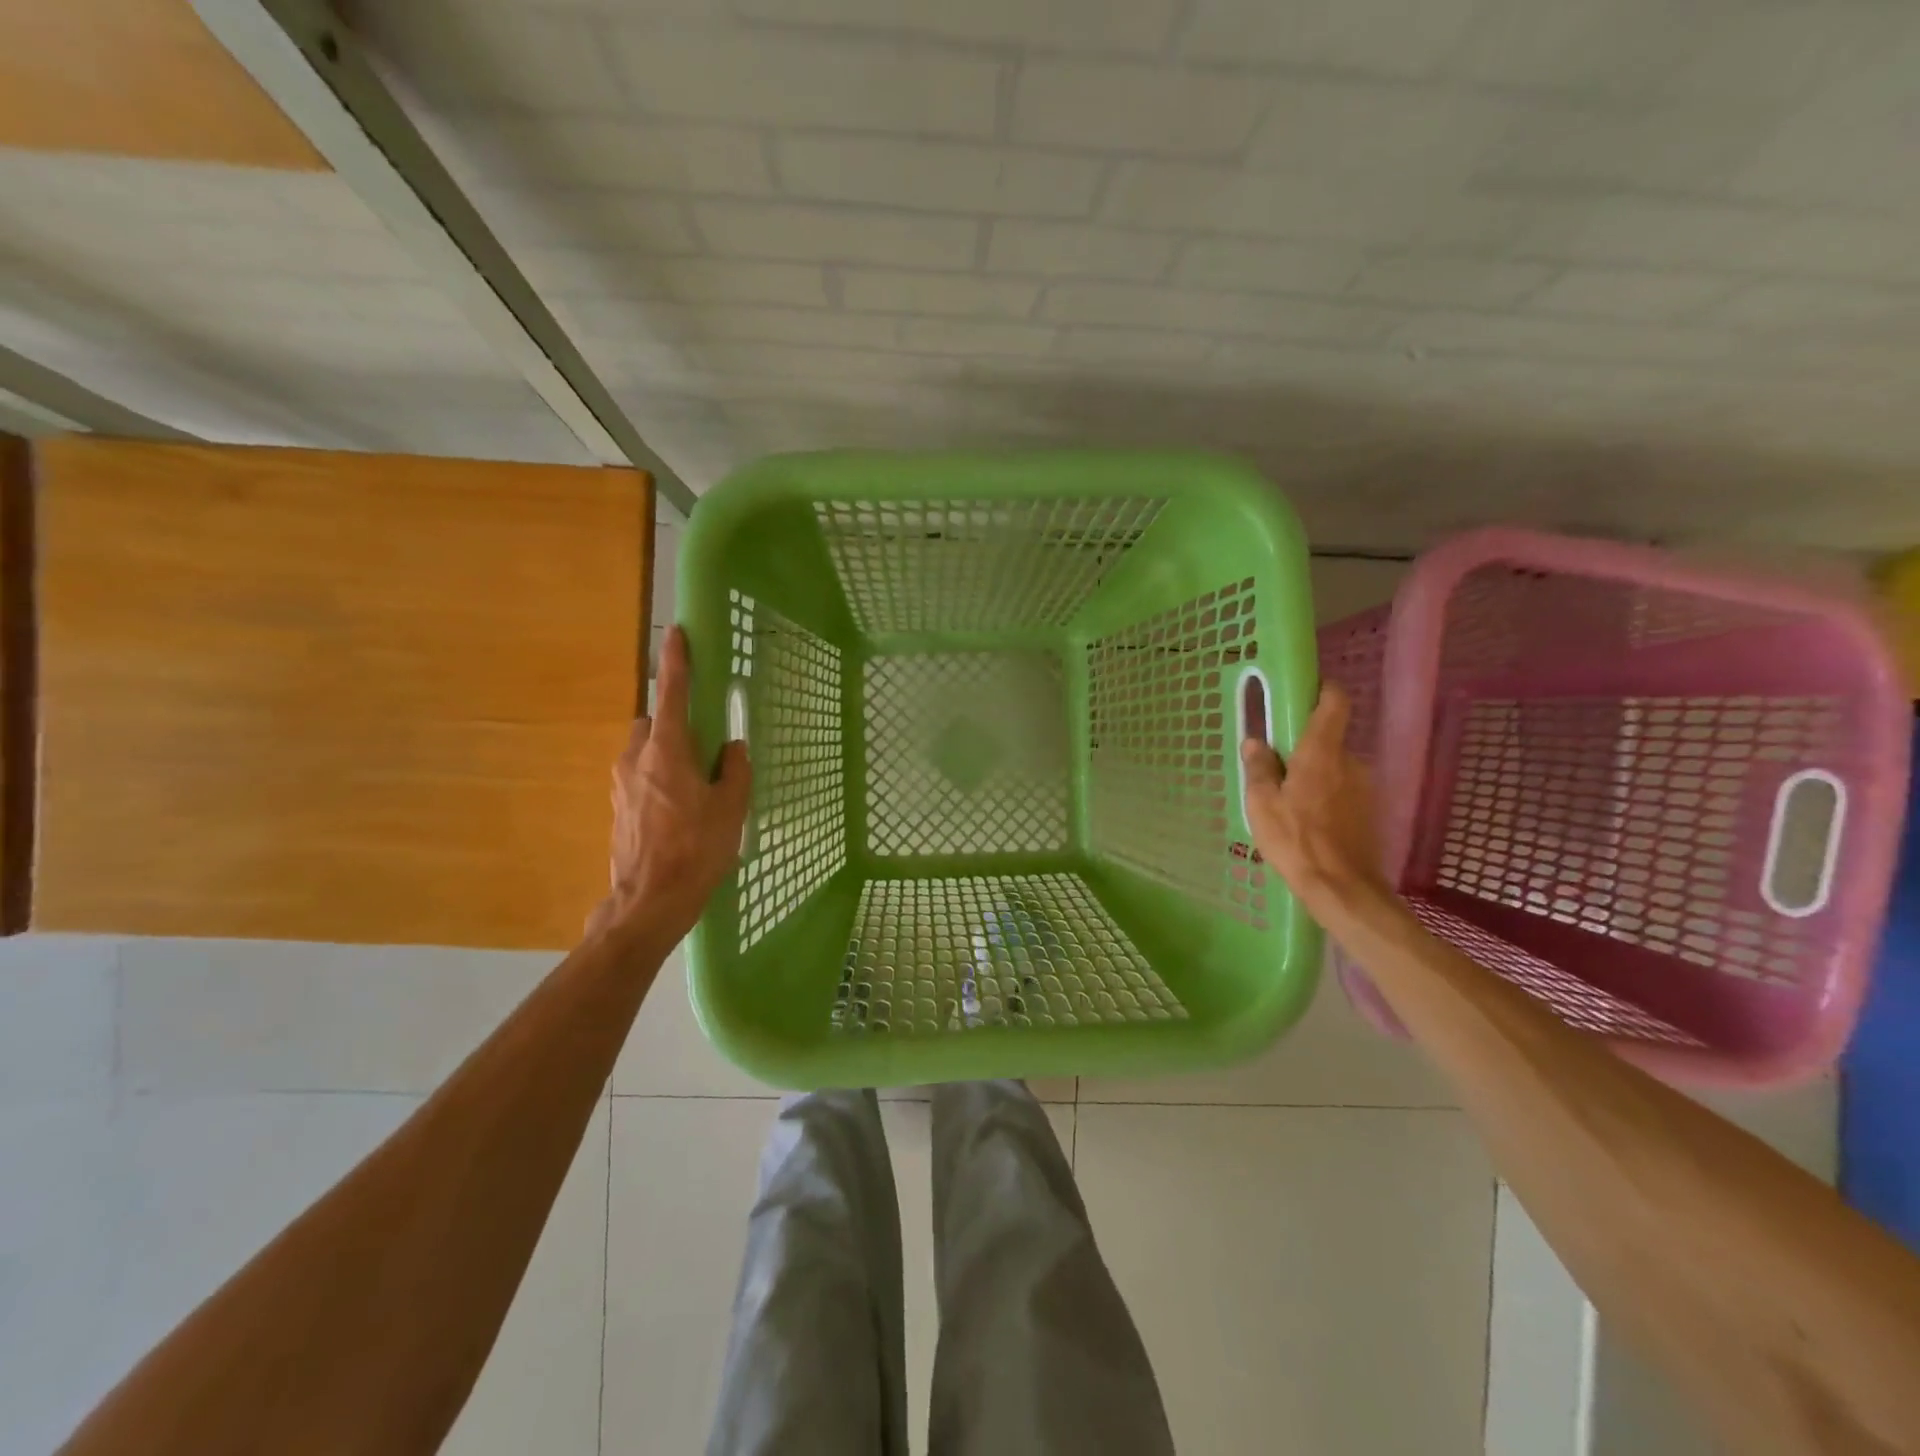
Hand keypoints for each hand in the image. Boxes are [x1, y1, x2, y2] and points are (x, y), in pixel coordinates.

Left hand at [587, 626, 750, 946]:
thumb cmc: (696, 850)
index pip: (672, 693)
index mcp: (667, 751)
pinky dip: (658, 780)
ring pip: (644, 751)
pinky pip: (639, 777)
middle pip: (653, 723)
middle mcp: (636, 758)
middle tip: (703, 749)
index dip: (676, 661)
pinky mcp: (616, 807)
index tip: (677, 632)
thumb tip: (732, 748)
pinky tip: (678, 811)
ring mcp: (620, 783)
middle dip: (674, 724)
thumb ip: (735, 770)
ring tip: (694, 787)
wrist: (648, 901)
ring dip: (666, 755)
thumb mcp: (731, 808)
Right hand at [1240, 683, 1391, 920]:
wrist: (1342, 888)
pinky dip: (1326, 797)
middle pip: (1328, 739)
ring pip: (1335, 768)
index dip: (1322, 690)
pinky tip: (1308, 822)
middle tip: (1276, 768)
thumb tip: (1255, 741)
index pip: (1334, 703)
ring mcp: (1364, 787)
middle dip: (1304, 747)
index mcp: (1321, 752)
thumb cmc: (1295, 840)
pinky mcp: (1370, 810)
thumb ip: (1259, 768)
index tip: (1303, 693)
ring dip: (1314, 776)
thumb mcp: (1261, 804)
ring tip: (1289, 803)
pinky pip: (1343, 791)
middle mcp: (1349, 761)